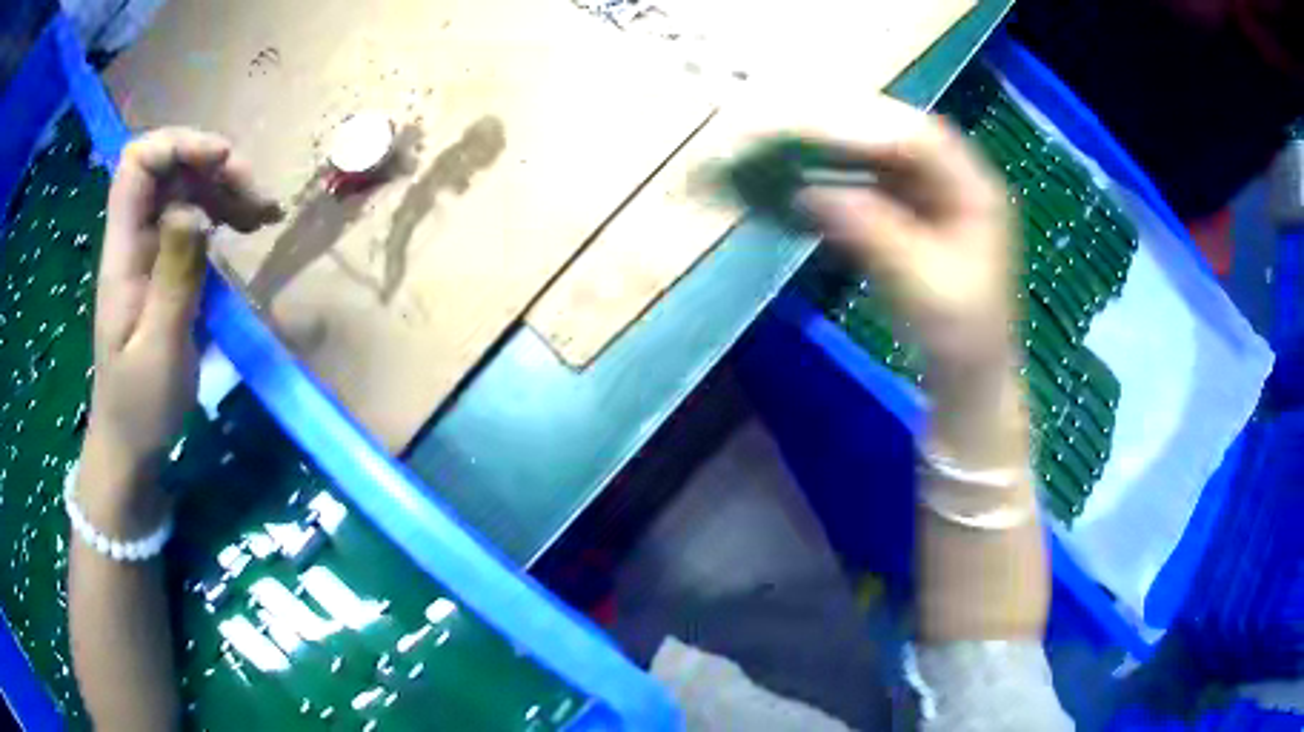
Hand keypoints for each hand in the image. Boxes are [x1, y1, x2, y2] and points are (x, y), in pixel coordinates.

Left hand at [85, 129, 279, 502]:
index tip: (222, 162)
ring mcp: (150, 251)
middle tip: (255, 200)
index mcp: (122, 252)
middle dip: (215, 167)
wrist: (130, 443)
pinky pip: (195, 219)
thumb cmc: (139, 406)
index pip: (137, 165)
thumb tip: (193, 209)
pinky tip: (250, 228)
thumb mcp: (159, 348)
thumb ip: (173, 276)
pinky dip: (224, 213)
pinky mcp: (165, 267)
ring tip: (263, 216)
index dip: (178, 145)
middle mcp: (135, 239)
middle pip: (169, 167)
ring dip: (226, 189)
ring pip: (186, 189)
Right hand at [794, 113, 1015, 380]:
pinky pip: (878, 185)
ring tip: (798, 146)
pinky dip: (846, 181)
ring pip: (887, 159)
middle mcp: (958, 183)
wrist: (968, 373)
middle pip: (903, 139)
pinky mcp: (917, 218)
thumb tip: (808, 193)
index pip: (924, 138)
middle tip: (799, 127)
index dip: (872, 126)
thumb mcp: (919, 281)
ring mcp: (937, 199)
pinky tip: (814, 181)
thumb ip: (869, 230)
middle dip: (852, 132)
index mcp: (976, 191)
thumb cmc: (958, 332)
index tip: (819, 127)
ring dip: (845, 154)